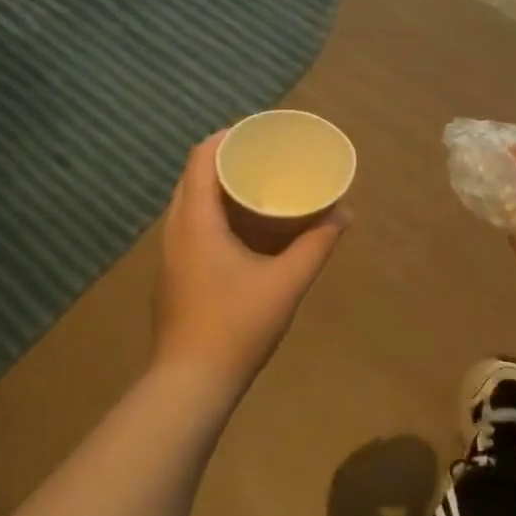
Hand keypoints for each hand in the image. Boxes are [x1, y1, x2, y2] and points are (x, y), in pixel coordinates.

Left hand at [152, 130, 347, 390]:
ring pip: (191, 201)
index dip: (228, 136)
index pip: (202, 156)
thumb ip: (317, 245)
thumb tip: (344, 214)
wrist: (190, 383)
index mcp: (196, 220)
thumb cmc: (236, 326)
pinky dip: (215, 212)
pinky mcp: (174, 273)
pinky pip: (191, 224)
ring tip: (259, 186)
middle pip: (195, 175)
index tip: (260, 132)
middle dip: (228, 159)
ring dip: (221, 187)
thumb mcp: (286, 283)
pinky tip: (244, 229)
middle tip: (266, 157)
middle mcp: (176, 228)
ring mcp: (171, 253)